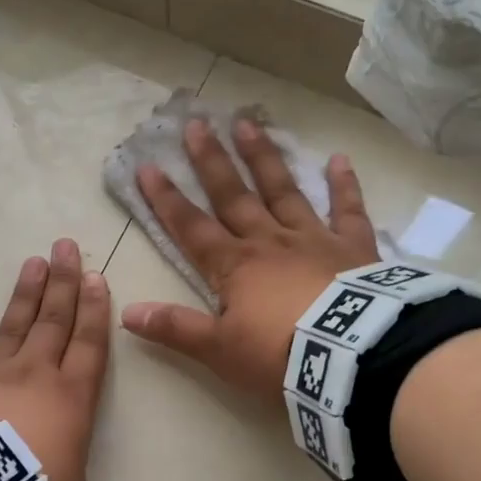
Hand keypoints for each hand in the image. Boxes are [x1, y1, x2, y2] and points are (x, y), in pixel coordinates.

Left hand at [0, 239, 161, 480]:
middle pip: (53, 321)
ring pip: (11, 328)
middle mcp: (34, 376)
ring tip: (31, 262)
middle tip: (63, 245)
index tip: (96, 276)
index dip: (95, 312)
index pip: (90, 345)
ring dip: (23, 296)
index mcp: (71, 398)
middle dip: (62, 284)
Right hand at [120, 117, 377, 400]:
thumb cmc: (279, 355)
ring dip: (264, 159)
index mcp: (234, 266)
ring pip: (283, 191)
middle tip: (196, 124)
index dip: (167, 199)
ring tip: (248, 123)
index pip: (191, 227)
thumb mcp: (219, 350)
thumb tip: (127, 314)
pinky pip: (347, 211)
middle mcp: (268, 242)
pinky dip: (344, 186)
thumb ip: (176, 329)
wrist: (350, 357)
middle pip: (233, 196)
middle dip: (211, 162)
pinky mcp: (353, 248)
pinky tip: (339, 159)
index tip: (148, 166)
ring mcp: (312, 239)